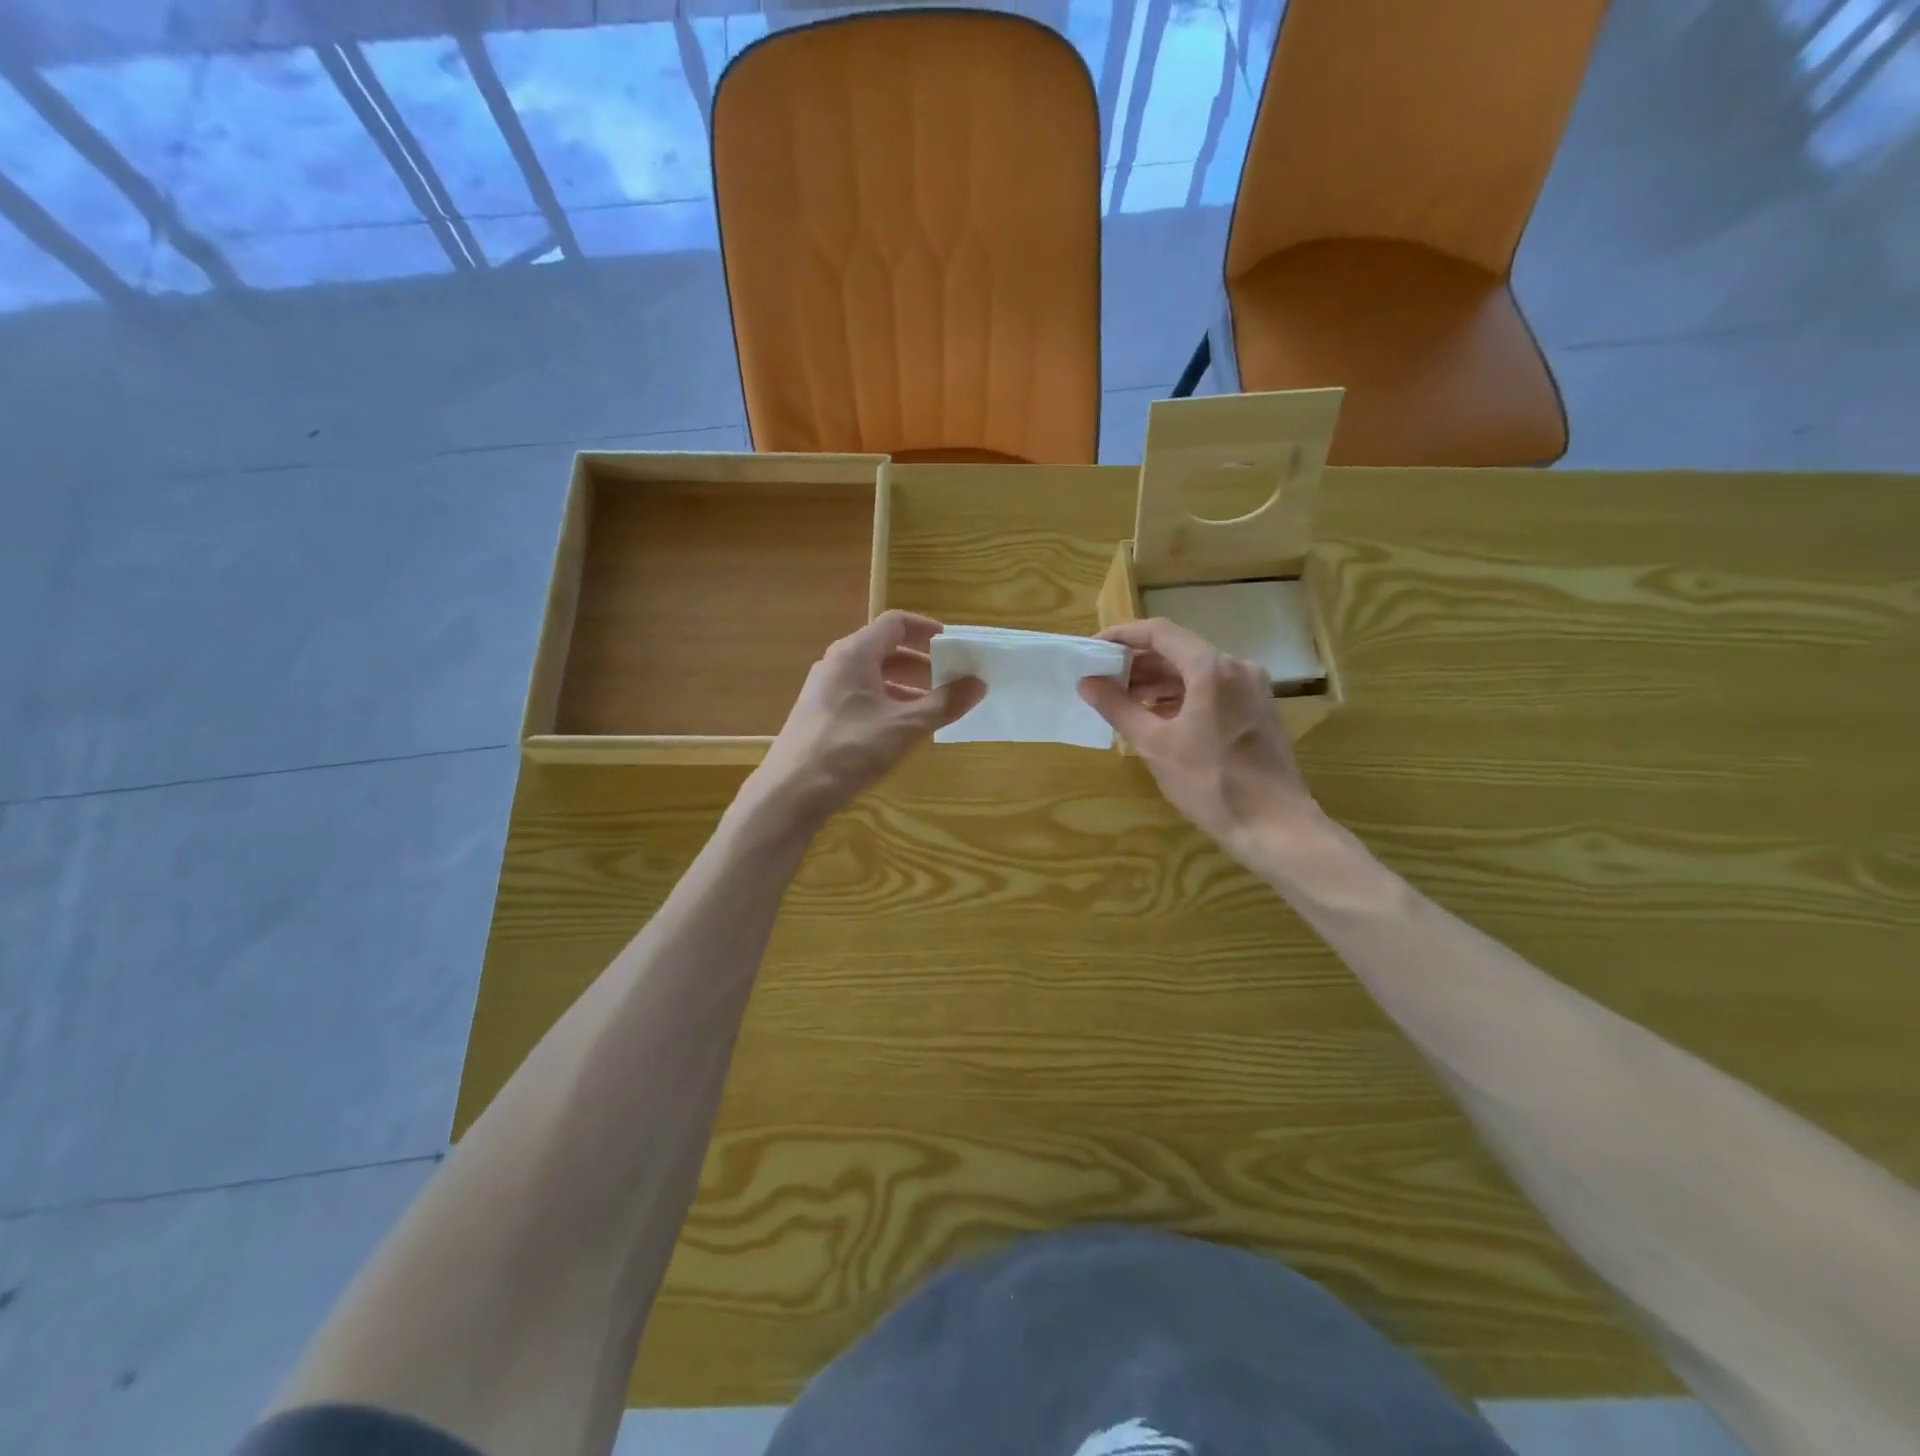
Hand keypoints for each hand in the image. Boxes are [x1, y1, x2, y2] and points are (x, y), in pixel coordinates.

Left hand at [751, 611, 985, 825]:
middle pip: (885, 649)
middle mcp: (837, 663)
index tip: (954, 646)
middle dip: (922, 664)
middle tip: (952, 682)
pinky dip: (887, 703)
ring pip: (873, 676)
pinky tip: (902, 729)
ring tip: (934, 709)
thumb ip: (944, 703)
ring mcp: (825, 689)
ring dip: (906, 687)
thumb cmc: (850, 749)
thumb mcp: (905, 726)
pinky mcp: (820, 714)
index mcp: (855, 653)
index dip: (928, 630)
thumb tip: (978, 683)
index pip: (896, 623)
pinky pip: (861, 696)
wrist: (791, 792)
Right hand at [1078, 617, 1315, 853]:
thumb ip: (1118, 708)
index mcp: (1211, 669)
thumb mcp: (1155, 745)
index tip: (1094, 648)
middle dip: (1138, 663)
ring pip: (1195, 671)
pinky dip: (1181, 696)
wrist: (1275, 826)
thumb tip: (1087, 682)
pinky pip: (1212, 689)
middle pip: (1179, 650)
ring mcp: (1251, 688)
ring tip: (1124, 702)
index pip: (1160, 633)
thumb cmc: (1210, 783)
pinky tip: (1157, 718)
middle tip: (1103, 680)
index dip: (1123, 635)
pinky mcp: (1257, 710)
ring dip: (1158, 682)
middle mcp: (1236, 668)